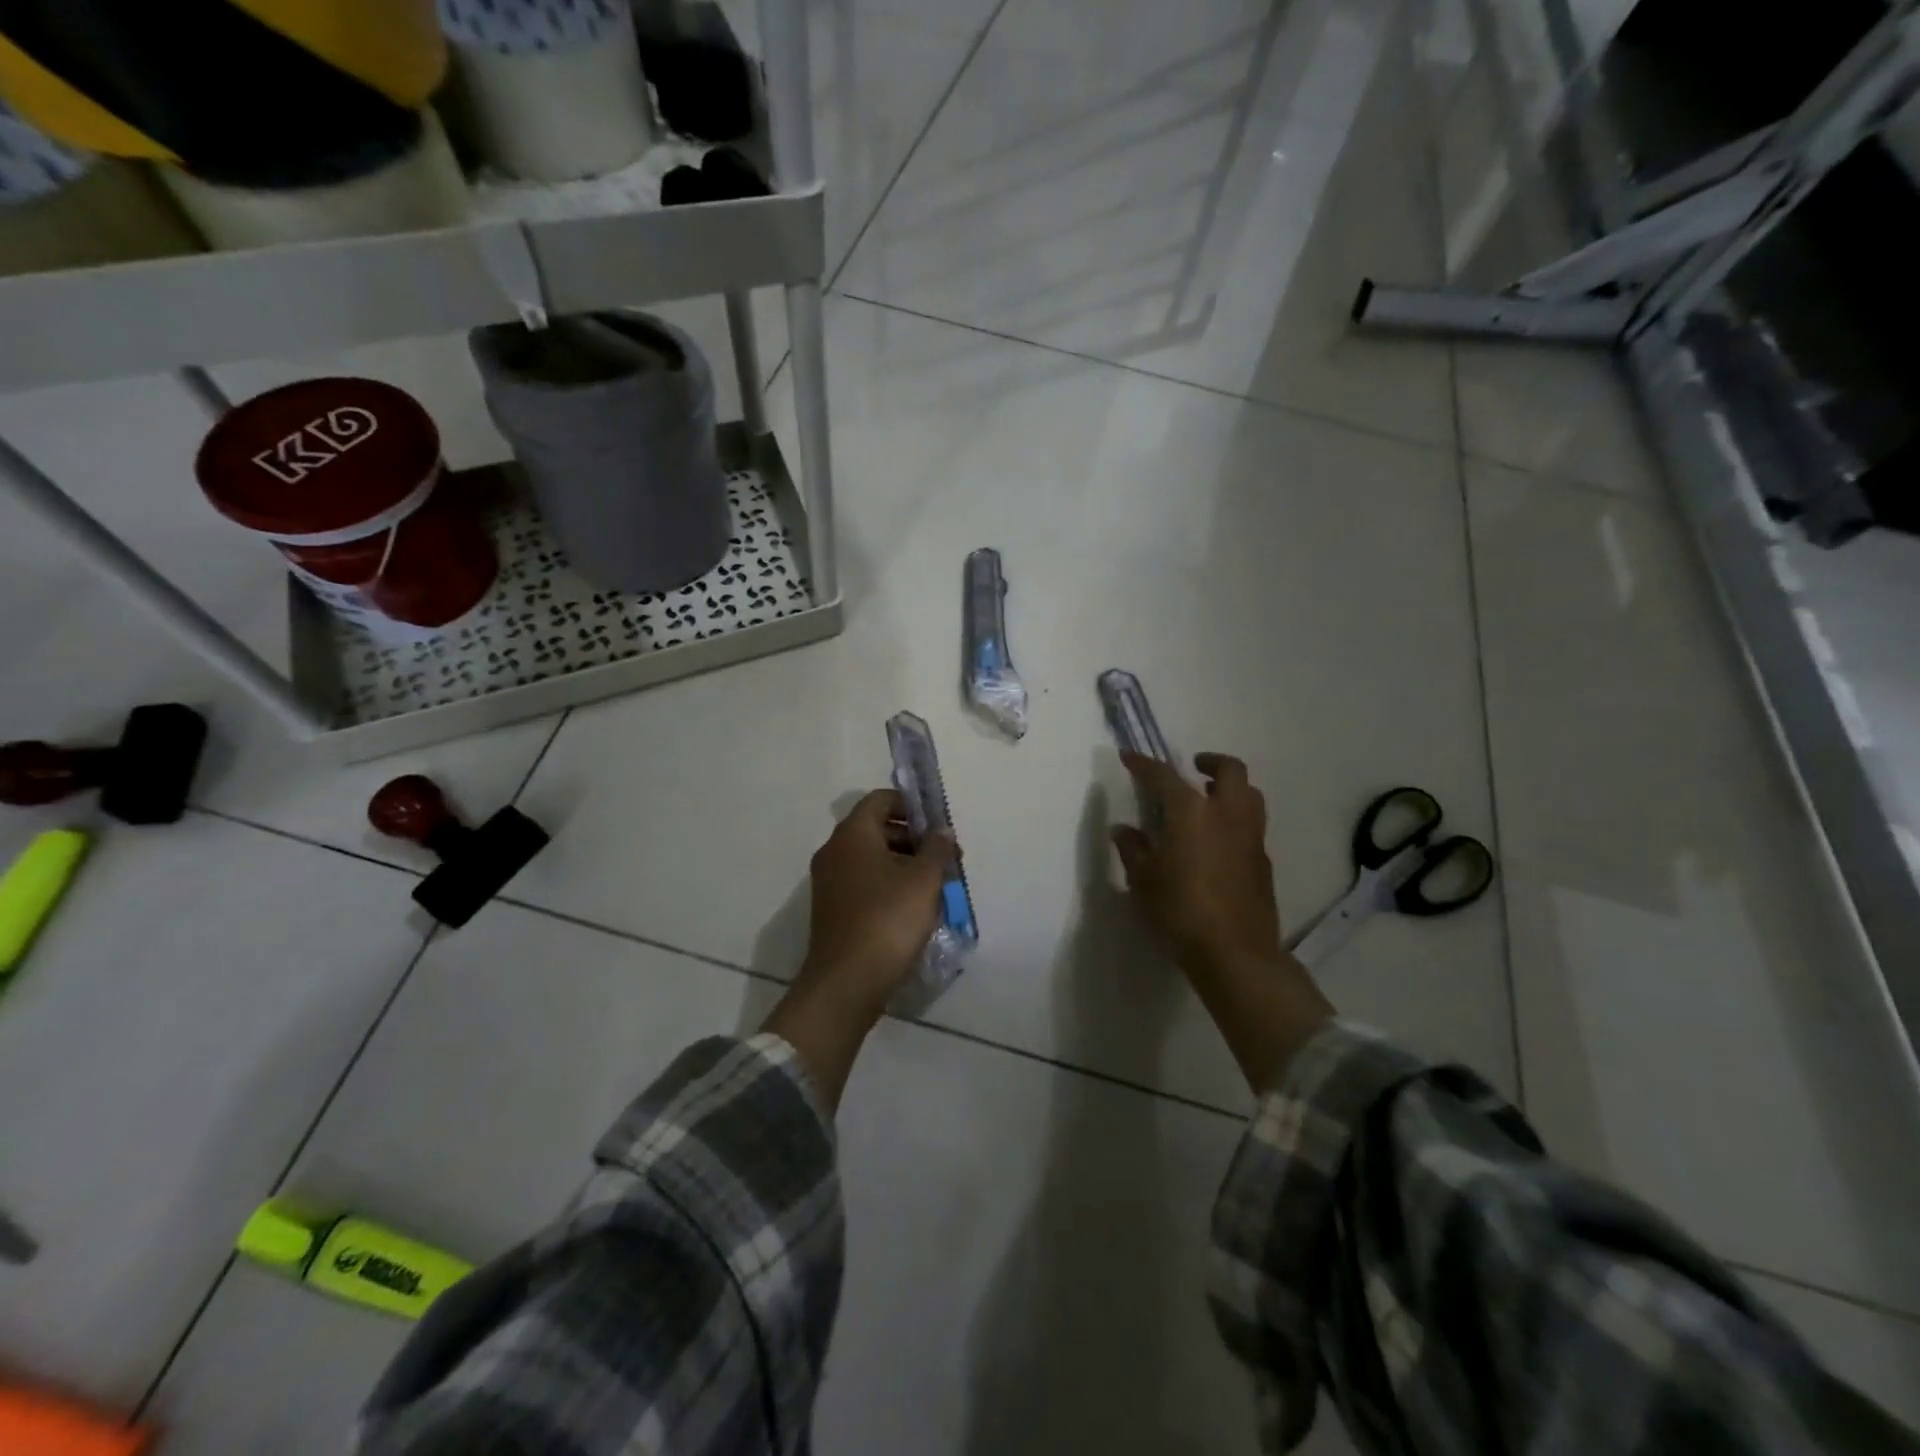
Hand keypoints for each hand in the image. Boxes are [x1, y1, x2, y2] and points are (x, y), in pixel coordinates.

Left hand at [764, 790, 953, 1108]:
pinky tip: (914, 907)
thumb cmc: (887, 920)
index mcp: (852, 835)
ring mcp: (829, 882)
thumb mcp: (923, 881)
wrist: (846, 983)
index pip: (880, 800)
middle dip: (912, 837)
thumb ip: (936, 849)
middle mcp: (834, 851)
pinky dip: (888, 884)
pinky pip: (863, 882)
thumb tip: (942, 831)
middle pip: (875, 828)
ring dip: (903, 863)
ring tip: (935, 885)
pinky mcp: (832, 909)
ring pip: (870, 858)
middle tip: (944, 858)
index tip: (938, 824)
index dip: (911, 805)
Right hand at [1111, 751, 1332, 1091]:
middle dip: (1211, 761)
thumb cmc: (1179, 910)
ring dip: (1230, 788)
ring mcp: (1251, 836)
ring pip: (1250, 794)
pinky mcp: (1263, 861)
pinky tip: (1218, 840)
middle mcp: (1227, 813)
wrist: (1234, 953)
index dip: (1143, 764)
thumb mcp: (1142, 879)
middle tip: (1193, 768)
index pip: (1163, 775)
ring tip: (1208, 801)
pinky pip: (1252, 824)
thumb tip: (1124, 830)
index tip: (1129, 757)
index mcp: (1192, 811)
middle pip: (1230, 769)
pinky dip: (1236, 819)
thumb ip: (1133, 848)